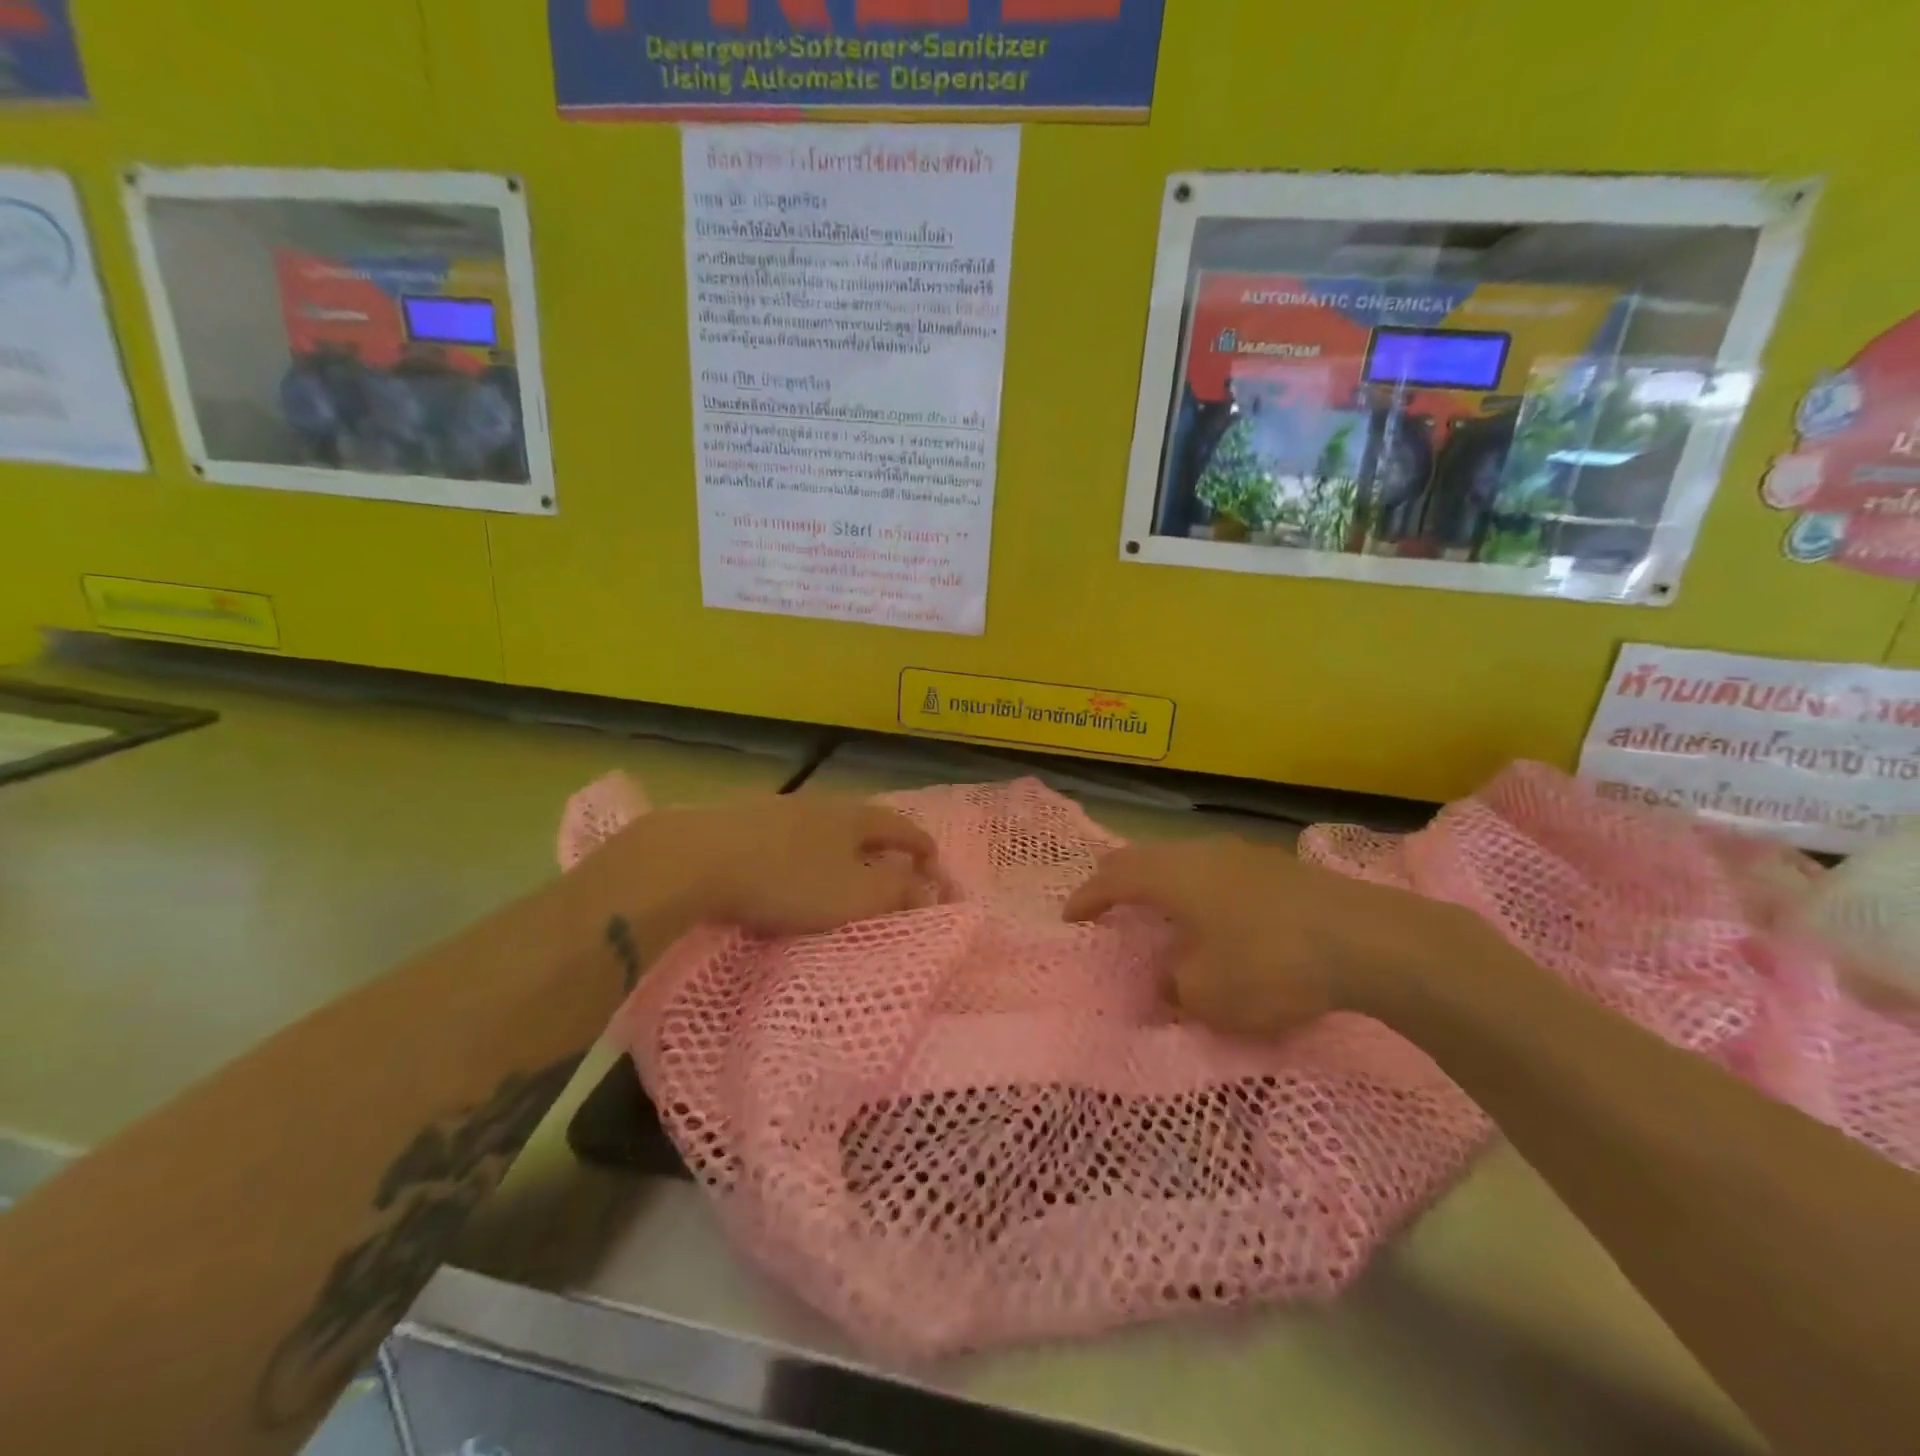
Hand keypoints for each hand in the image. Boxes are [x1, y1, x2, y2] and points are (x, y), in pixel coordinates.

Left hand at [633, 795, 937, 937]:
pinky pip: (788, 838)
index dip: (921, 844)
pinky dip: (803, 854)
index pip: (900, 826)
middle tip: (892, 864)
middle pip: (861, 821)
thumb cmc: (788, 880)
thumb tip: (929, 889)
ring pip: (822, 828)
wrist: (696, 860)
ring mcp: (777, 810)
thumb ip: (897, 892)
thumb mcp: (854, 895)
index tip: (934, 861)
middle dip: (880, 843)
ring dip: (840, 848)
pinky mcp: (741, 824)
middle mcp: (819, 805)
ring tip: (843, 869)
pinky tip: (791, 869)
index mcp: (853, 817)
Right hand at [1063, 836, 1479, 1037]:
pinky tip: (1212, 914)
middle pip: (1143, 857)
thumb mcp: (1207, 994)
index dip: (1087, 898)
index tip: (1070, 917)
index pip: (1113, 879)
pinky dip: (1196, 888)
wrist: (1367, 941)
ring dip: (1160, 881)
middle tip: (1104, 902)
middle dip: (1117, 879)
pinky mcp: (1276, 867)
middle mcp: (1200, 853)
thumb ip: (1174, 986)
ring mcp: (1242, 854)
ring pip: (1182, 860)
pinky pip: (1215, 870)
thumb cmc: (1270, 964)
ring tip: (1156, 907)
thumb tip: (1169, 979)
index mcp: (1172, 876)